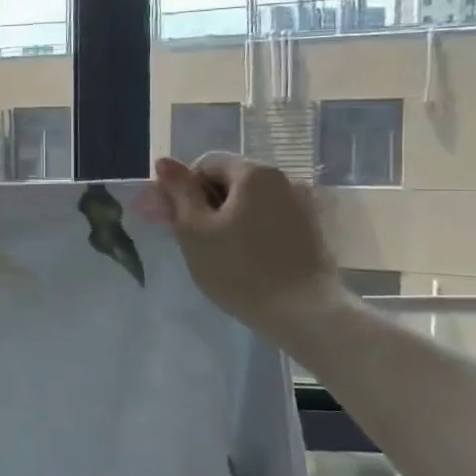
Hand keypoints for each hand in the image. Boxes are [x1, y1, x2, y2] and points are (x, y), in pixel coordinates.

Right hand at [136, 152, 346, 346]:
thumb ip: (179, 191)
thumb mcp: (195, 229)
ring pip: (247, 202)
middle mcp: (282, 180)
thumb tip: (164, 161)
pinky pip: (267, 219)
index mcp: (253, 173)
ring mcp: (301, 205)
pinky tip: (241, 258)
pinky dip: (248, 230)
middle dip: (202, 203)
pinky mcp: (310, 230)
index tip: (173, 220)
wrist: (305, 313)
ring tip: (213, 251)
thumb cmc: (239, 268)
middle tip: (187, 237)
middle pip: (228, 181)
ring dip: (224, 218)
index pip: (205, 164)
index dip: (182, 189)